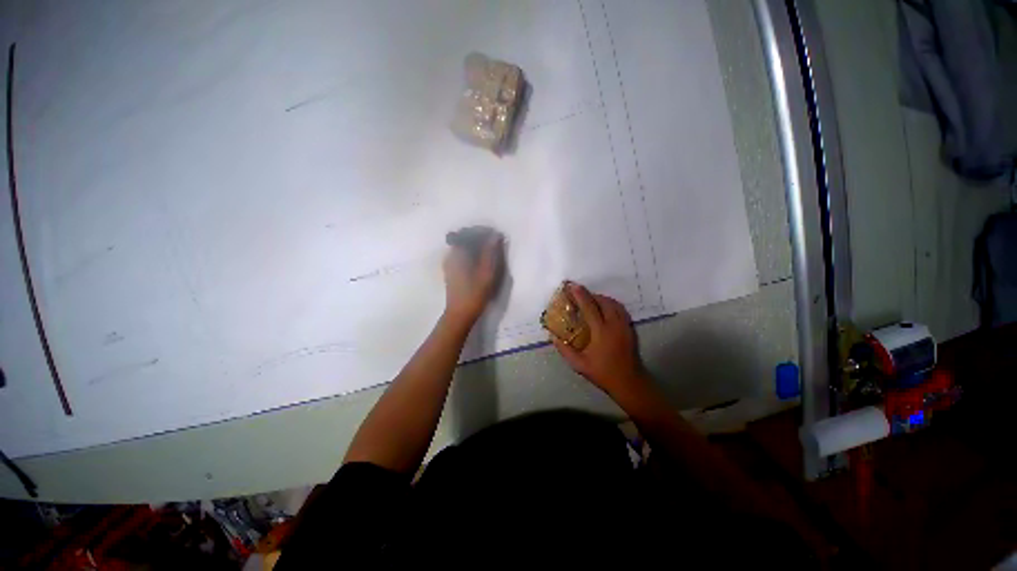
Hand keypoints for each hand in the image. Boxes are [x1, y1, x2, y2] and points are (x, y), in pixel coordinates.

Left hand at [443, 232, 503, 322]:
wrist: (460, 314)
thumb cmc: (475, 293)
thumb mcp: (486, 272)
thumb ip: (490, 252)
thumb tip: (496, 235)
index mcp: (457, 253)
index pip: (469, 232)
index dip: (483, 231)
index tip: (496, 235)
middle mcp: (450, 254)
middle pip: (465, 237)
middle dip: (480, 237)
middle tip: (495, 242)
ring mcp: (449, 262)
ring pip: (463, 246)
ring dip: (476, 245)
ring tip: (490, 250)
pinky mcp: (451, 270)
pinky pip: (462, 254)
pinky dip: (472, 253)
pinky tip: (481, 260)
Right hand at [552, 283, 648, 396]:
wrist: (629, 382)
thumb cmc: (603, 373)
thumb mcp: (579, 365)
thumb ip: (565, 350)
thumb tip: (553, 337)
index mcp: (601, 332)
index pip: (590, 307)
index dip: (580, 295)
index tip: (572, 286)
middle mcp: (614, 324)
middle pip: (603, 301)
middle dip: (590, 294)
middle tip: (579, 293)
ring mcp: (624, 325)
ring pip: (613, 303)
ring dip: (601, 298)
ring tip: (590, 299)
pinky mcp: (630, 328)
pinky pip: (620, 309)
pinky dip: (611, 303)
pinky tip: (604, 308)